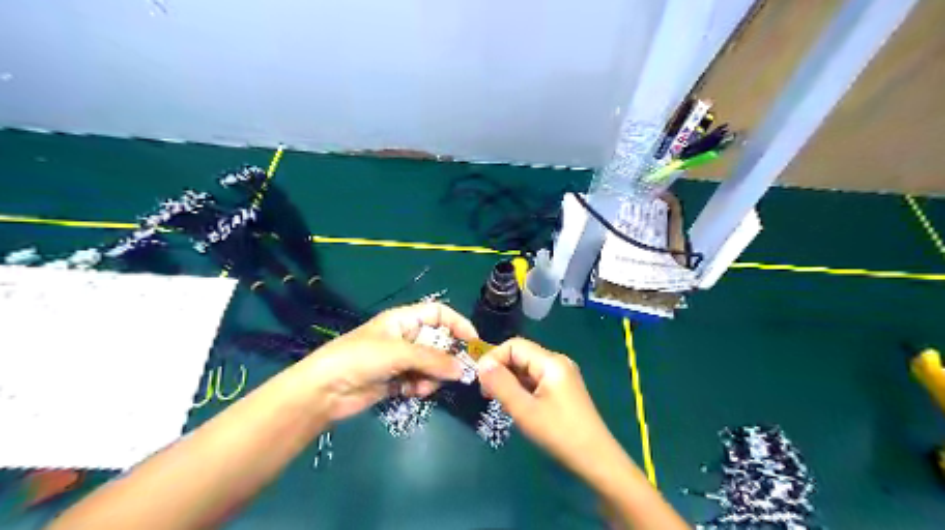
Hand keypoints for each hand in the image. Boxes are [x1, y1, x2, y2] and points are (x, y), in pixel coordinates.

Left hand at [303, 302, 476, 422]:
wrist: (325, 390)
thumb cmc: (360, 358)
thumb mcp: (398, 352)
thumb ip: (432, 359)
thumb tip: (462, 369)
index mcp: (404, 319)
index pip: (439, 314)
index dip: (457, 324)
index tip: (473, 343)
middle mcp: (405, 337)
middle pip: (438, 342)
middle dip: (447, 357)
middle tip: (456, 373)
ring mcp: (400, 360)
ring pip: (431, 365)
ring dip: (432, 376)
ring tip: (423, 385)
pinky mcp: (396, 380)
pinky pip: (419, 381)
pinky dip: (420, 387)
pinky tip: (412, 392)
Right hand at [480, 339, 621, 475]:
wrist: (596, 460)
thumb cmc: (559, 433)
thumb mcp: (525, 410)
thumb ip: (501, 384)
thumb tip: (482, 364)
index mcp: (551, 362)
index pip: (514, 345)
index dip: (494, 358)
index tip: (479, 380)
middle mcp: (557, 362)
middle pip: (521, 355)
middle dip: (500, 370)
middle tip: (486, 394)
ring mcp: (561, 376)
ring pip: (526, 369)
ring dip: (509, 380)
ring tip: (498, 401)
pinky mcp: (562, 389)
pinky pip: (535, 380)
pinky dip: (521, 388)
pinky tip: (516, 405)